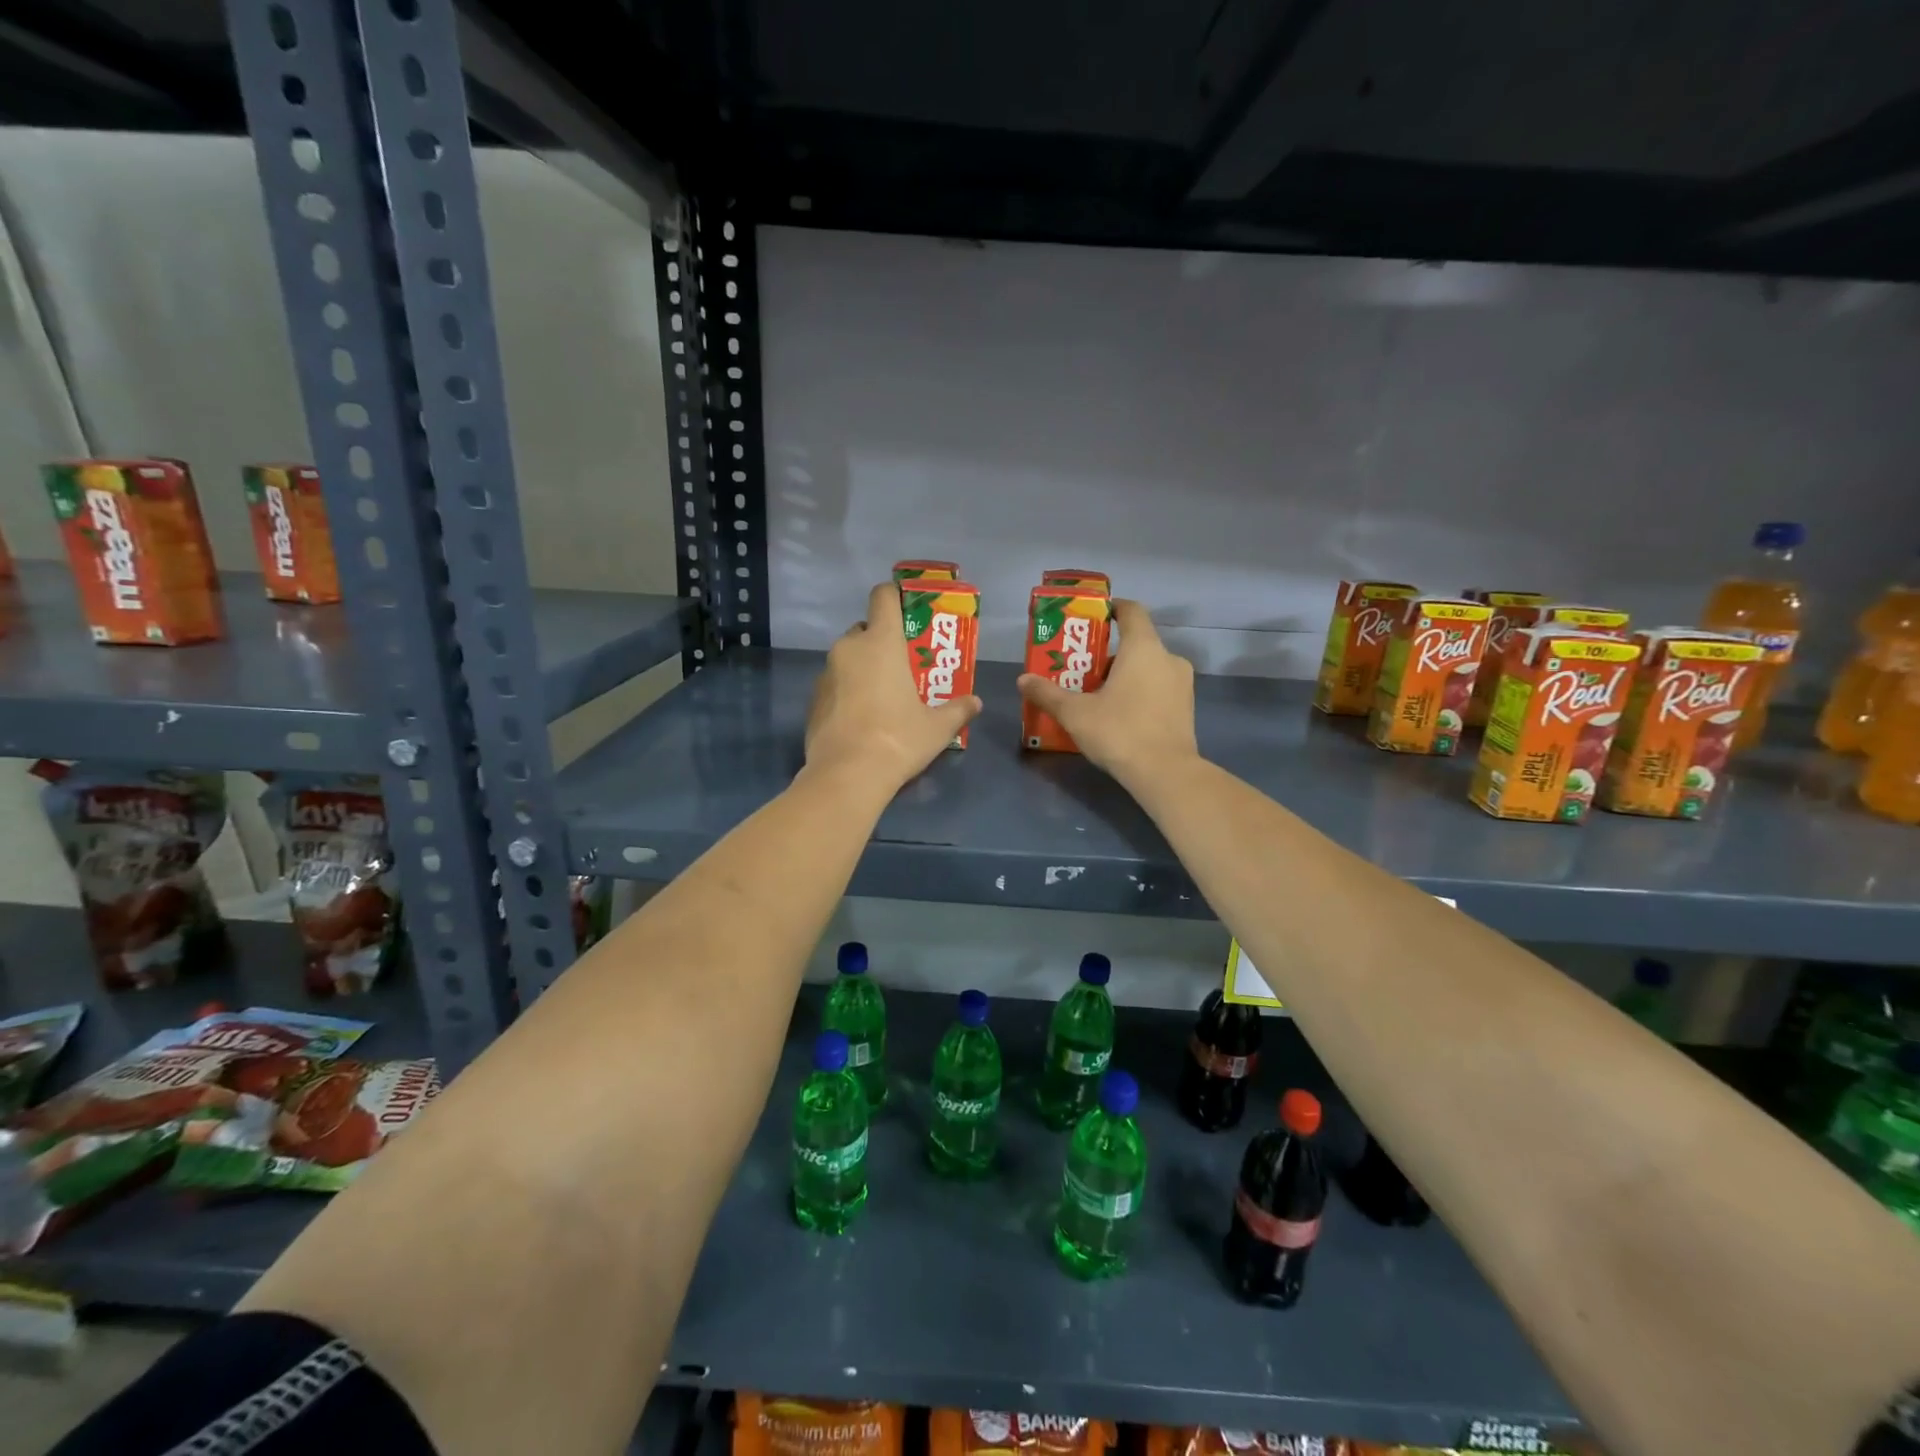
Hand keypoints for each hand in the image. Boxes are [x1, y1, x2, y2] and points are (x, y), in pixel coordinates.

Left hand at [805, 582, 982, 792]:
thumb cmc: (898, 739)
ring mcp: (826, 673)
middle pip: (865, 629)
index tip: (908, 610)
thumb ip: (958, 710)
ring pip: (847, 658)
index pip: (884, 597)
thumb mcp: (937, 727)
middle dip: (881, 642)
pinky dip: (846, 692)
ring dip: (863, 668)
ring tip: (882, 696)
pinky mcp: (812, 700)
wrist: (847, 774)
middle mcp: (849, 648)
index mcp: (881, 642)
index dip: (895, 596)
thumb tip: (976, 703)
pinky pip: (834, 684)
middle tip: (901, 666)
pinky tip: (861, 719)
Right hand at [1017, 599, 1197, 784]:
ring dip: (1125, 676)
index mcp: (1143, 648)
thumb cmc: (1119, 731)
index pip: (1132, 611)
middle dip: (1108, 654)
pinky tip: (1120, 715)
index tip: (1095, 616)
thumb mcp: (1075, 713)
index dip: (1112, 608)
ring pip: (1149, 668)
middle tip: (1082, 671)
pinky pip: (1159, 689)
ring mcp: (1182, 684)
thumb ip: (1048, 694)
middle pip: (1137, 644)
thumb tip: (1022, 679)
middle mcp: (1168, 658)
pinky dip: (1140, 693)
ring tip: (1097, 696)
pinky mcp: (1187, 708)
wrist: (1166, 773)